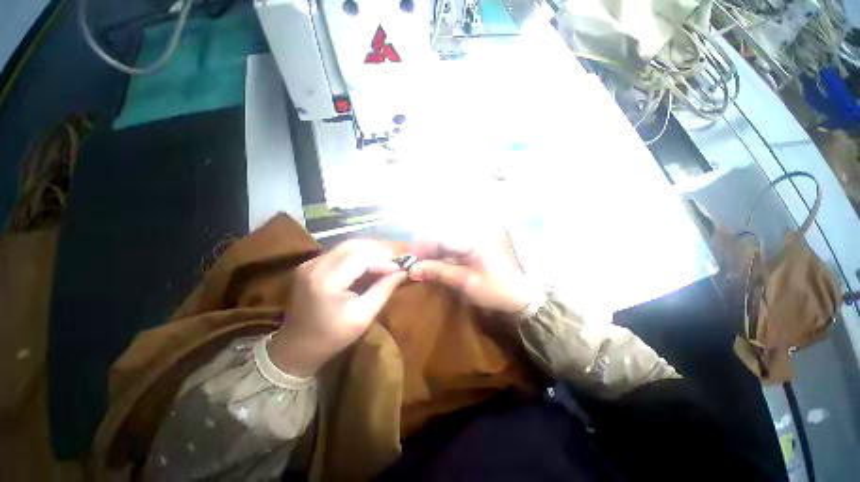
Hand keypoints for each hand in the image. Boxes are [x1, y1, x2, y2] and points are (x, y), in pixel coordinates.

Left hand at [269, 240, 405, 376]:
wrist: (297, 346)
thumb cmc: (332, 336)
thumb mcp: (363, 317)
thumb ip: (383, 290)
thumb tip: (402, 272)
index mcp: (326, 281)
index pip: (361, 257)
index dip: (384, 259)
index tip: (400, 268)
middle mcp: (315, 265)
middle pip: (354, 245)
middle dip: (379, 251)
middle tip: (395, 262)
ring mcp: (310, 262)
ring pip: (348, 245)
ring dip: (370, 250)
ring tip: (386, 262)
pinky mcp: (311, 263)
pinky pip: (341, 251)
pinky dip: (359, 253)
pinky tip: (370, 263)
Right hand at [408, 238, 537, 314]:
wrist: (518, 298)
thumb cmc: (494, 289)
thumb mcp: (464, 281)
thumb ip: (438, 272)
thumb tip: (413, 269)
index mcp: (469, 242)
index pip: (439, 240)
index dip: (421, 248)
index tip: (406, 259)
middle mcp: (467, 240)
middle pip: (439, 243)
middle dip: (423, 253)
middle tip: (408, 266)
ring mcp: (468, 248)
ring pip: (442, 249)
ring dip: (428, 258)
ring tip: (415, 268)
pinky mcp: (469, 256)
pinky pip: (448, 256)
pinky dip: (437, 262)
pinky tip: (429, 269)